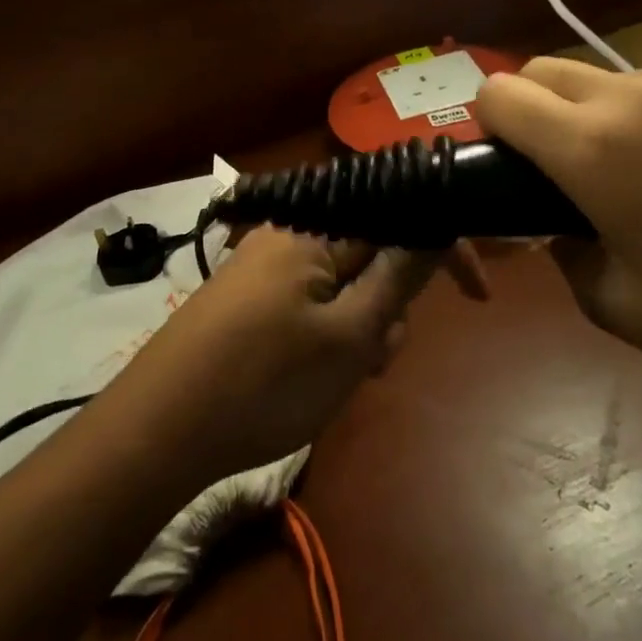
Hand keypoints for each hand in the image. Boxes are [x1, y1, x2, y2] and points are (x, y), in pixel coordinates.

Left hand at [105, 227, 486, 486]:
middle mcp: (292, 232)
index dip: (444, 248)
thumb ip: (398, 276)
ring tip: (343, 378)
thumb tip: (436, 227)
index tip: (479, 295)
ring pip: (346, 283)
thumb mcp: (348, 336)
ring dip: (363, 327)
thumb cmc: (265, 381)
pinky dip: (331, 335)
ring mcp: (269, 265)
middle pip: (373, 250)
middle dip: (392, 303)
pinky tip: (317, 378)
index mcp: (316, 226)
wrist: (162, 427)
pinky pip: (314, 302)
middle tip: (378, 356)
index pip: (398, 213)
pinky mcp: (254, 296)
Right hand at [477, 57, 641, 411]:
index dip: (492, 122)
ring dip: (622, 115)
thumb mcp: (615, 305)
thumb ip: (560, 247)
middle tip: (576, 163)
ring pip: (627, 79)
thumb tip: (550, 219)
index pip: (500, 93)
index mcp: (595, 148)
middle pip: (550, 69)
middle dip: (542, 108)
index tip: (513, 157)